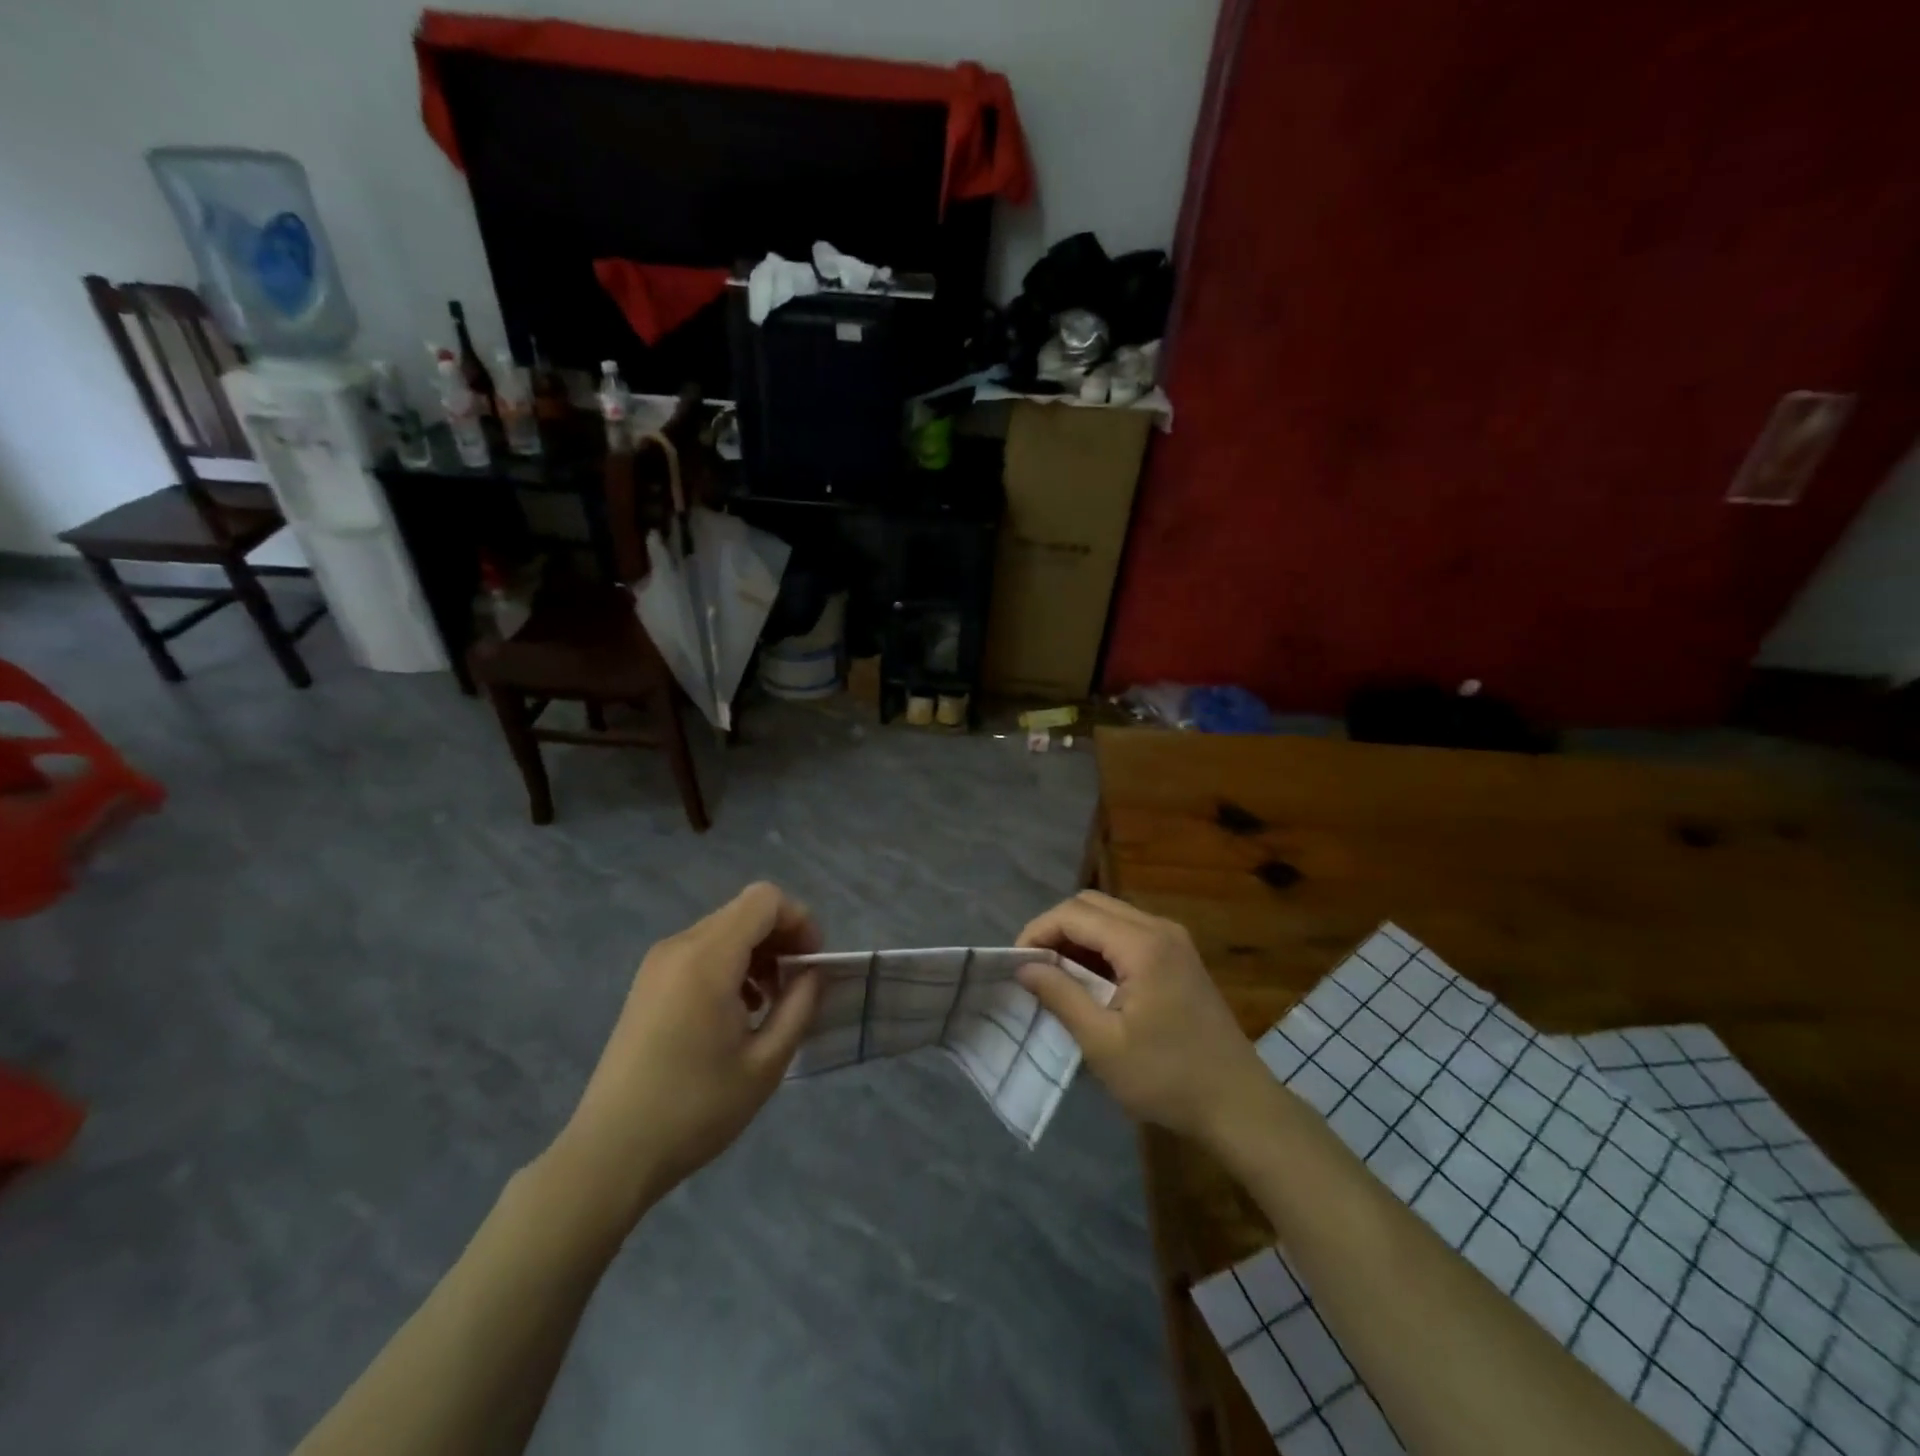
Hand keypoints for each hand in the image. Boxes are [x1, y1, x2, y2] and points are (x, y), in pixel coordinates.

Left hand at [551, 882, 822, 1221]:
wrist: (610, 1153)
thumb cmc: (694, 1109)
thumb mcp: (765, 1063)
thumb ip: (799, 1006)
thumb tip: (814, 973)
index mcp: (707, 958)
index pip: (765, 900)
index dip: (799, 920)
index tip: (812, 963)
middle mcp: (680, 946)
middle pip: (745, 911)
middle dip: (781, 937)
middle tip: (798, 985)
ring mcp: (659, 963)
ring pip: (724, 930)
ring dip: (757, 952)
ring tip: (770, 1002)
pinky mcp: (649, 983)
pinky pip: (701, 951)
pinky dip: (731, 964)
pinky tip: (738, 1011)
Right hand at [1016, 890, 1268, 1142]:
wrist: (1239, 1105)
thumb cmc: (1167, 1077)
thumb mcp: (1103, 1043)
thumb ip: (1061, 996)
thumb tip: (1024, 967)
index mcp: (1142, 944)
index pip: (1075, 913)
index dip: (1038, 931)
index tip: (1016, 964)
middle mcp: (1160, 928)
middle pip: (1092, 904)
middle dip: (1056, 929)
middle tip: (1035, 968)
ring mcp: (1174, 940)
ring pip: (1110, 915)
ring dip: (1078, 937)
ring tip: (1056, 976)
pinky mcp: (1179, 956)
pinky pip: (1129, 933)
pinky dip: (1101, 947)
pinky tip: (1090, 982)